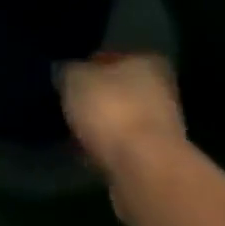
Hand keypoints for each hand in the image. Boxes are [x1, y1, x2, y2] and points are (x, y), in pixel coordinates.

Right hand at [59, 51, 187, 177]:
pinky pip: (120, 146)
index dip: (86, 67)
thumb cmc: (111, 110)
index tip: (65, 81)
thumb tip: (64, 71)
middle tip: (66, 107)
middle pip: (118, 89)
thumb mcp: (75, 79)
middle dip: (95, 98)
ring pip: (120, 119)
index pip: (111, 57)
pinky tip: (84, 154)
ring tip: (71, 133)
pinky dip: (105, 148)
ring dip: (100, 126)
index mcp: (147, 60)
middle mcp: (160, 88)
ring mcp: (160, 125)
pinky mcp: (154, 156)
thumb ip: (68, 70)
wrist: (143, 168)